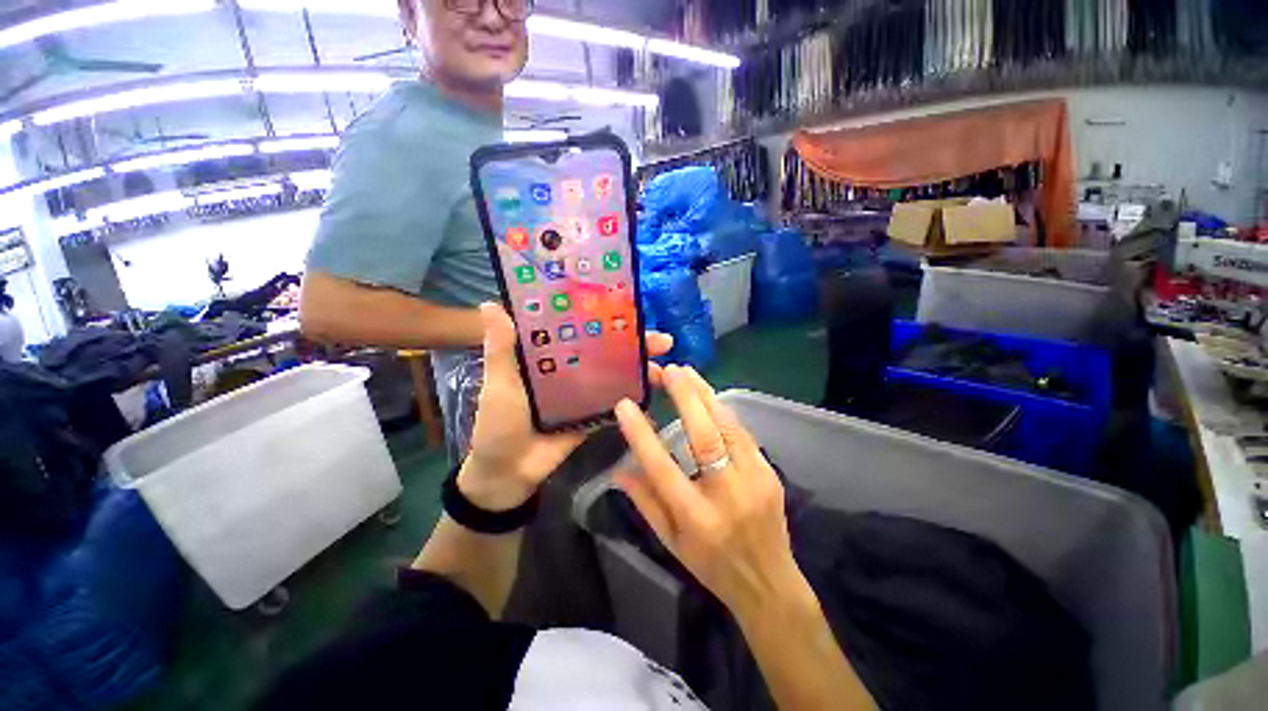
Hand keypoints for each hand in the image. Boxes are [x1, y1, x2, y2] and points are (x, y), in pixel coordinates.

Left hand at [460, 302, 672, 511]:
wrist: (508, 473)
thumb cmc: (498, 423)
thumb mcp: (499, 382)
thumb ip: (501, 348)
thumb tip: (489, 304)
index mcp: (551, 355)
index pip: (582, 329)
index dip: (606, 318)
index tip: (631, 309)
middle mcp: (572, 369)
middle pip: (608, 351)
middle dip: (636, 345)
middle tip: (663, 341)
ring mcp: (586, 393)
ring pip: (617, 374)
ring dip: (641, 370)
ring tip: (665, 368)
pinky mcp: (593, 416)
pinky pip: (616, 403)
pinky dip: (634, 398)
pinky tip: (654, 393)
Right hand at [613, 366, 802, 615]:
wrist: (768, 583)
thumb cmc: (711, 565)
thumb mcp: (670, 542)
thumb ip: (645, 503)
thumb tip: (618, 470)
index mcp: (695, 518)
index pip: (662, 468)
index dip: (641, 434)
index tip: (625, 405)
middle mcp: (726, 495)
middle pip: (704, 437)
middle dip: (685, 398)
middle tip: (668, 370)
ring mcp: (754, 480)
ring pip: (728, 427)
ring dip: (706, 395)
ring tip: (687, 372)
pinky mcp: (769, 472)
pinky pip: (742, 433)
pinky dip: (723, 410)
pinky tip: (709, 394)